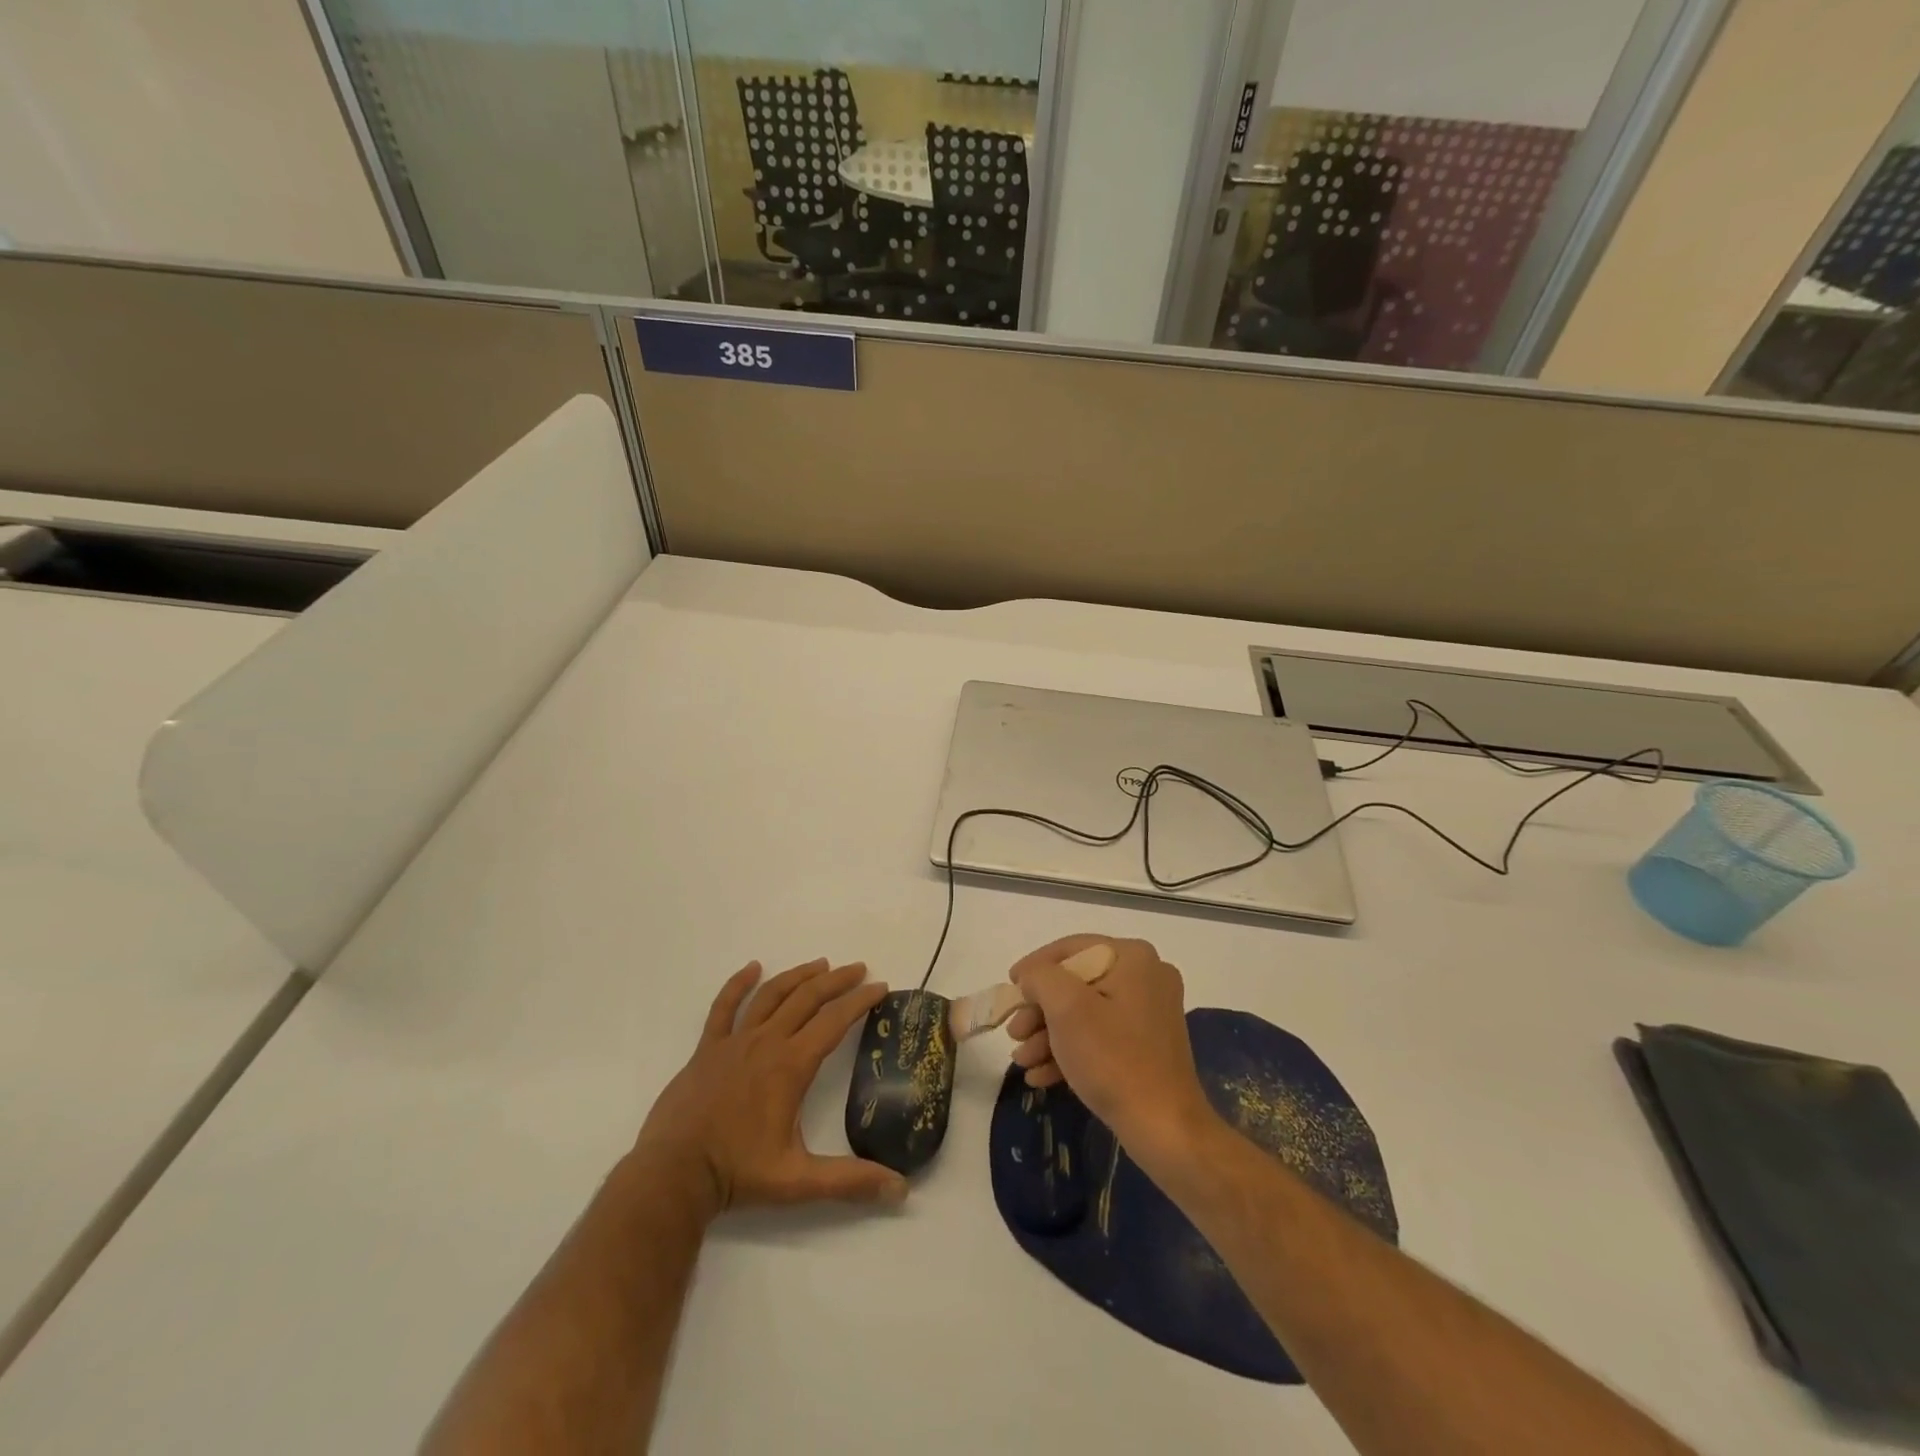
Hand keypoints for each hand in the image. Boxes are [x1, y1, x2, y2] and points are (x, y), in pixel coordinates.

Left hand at [635, 959, 907, 1214]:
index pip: (835, 1021)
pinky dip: (739, 984)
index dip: (860, 1001)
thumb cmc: (738, 1174)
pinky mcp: (707, 1048)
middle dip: (837, 980)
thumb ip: (850, 1181)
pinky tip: (752, 968)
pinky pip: (725, 1007)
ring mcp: (734, 1041)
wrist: (673, 1175)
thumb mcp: (799, 1181)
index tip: (880, 987)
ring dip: (799, 976)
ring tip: (821, 964)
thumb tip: (901, 1189)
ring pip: (772, 995)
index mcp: (791, 1065)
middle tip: (859, 969)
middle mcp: (766, 1042)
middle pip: (807, 998)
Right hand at [1004, 935, 1216, 1165]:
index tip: (1008, 986)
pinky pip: (1101, 1036)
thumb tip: (1031, 977)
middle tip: (1014, 1033)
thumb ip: (1040, 977)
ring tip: (1022, 1061)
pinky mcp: (1147, 1046)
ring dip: (1048, 1035)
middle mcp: (1146, 977)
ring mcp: (1149, 1013)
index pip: (1071, 949)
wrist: (1164, 1128)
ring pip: (1085, 1013)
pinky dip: (1070, 1051)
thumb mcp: (1066, 1007)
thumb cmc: (1113, 1058)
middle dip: (1039, 1010)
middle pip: (1076, 983)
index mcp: (1133, 957)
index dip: (1034, 966)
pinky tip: (1040, 1075)